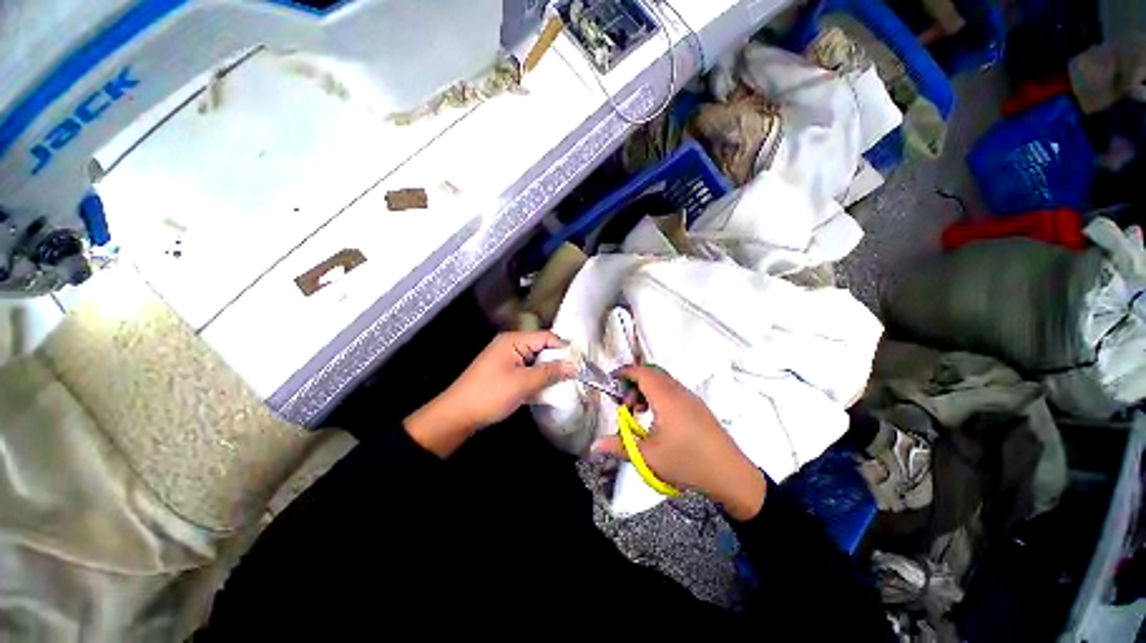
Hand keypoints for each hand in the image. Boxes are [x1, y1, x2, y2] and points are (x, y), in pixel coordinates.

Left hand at [404, 331, 574, 456]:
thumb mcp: (523, 383)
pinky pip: (528, 369)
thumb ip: (550, 372)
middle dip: (558, 360)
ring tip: (566, 381)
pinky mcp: (506, 371)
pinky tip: (548, 387)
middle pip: (542, 347)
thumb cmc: (490, 395)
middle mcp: (511, 344)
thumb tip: (575, 366)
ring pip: (536, 360)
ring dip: (549, 370)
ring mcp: (508, 358)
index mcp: (514, 340)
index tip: (580, 363)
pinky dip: (538, 377)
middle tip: (575, 374)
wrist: (457, 415)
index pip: (547, 337)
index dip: (564, 348)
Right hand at [592, 366, 766, 520]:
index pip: (642, 372)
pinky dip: (659, 395)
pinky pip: (674, 390)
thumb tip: (593, 446)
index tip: (612, 380)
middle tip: (625, 403)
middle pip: (652, 373)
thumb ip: (619, 446)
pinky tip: (657, 418)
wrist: (731, 474)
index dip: (625, 372)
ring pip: (664, 382)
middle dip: (634, 382)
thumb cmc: (687, 462)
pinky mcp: (698, 407)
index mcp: (666, 398)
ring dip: (647, 389)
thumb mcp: (649, 456)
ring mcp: (691, 398)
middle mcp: (679, 392)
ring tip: (639, 411)